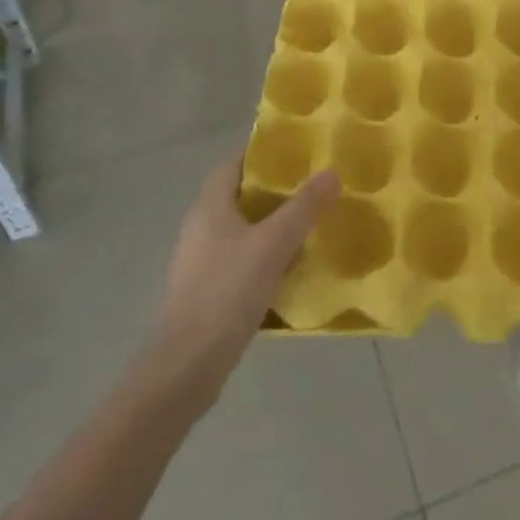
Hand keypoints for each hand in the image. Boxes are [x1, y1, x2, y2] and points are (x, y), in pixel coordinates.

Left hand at [144, 157, 337, 409]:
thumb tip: (332, 172)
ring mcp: (201, 262)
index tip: (297, 154)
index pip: (233, 164)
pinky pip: (242, 260)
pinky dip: (266, 257)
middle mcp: (201, 228)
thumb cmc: (227, 292)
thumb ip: (303, 207)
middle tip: (314, 189)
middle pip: (240, 197)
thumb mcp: (273, 244)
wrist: (187, 366)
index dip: (262, 155)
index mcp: (209, 207)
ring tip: (310, 226)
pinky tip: (291, 269)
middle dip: (276, 191)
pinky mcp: (208, 291)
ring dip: (273, 226)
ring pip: (243, 231)